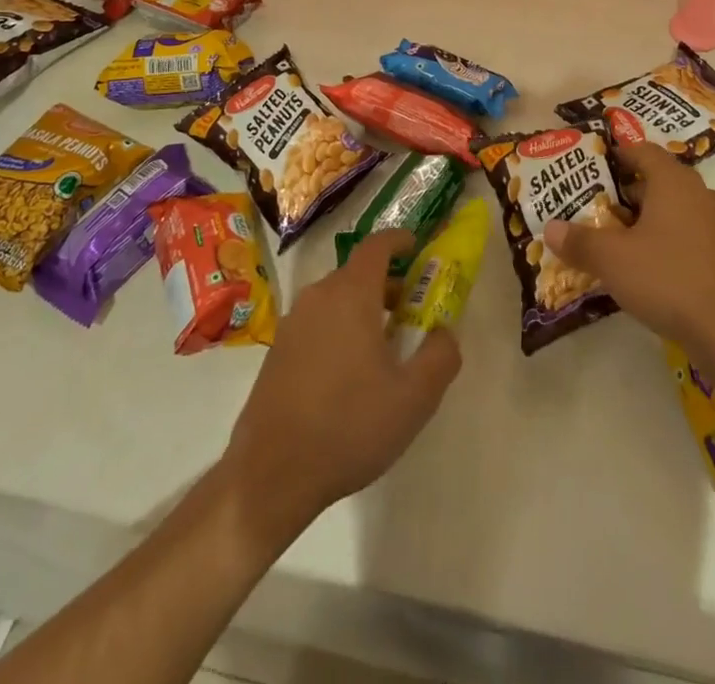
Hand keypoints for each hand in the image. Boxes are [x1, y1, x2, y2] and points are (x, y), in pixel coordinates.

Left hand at [223, 230, 461, 547]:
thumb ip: (440, 356)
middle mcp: (318, 296)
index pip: (377, 245)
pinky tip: (349, 374)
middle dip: (387, 282)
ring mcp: (292, 323)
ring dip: (363, 307)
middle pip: (357, 272)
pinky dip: (339, 328)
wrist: (270, 475)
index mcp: (351, 294)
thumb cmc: (349, 426)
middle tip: (411, 310)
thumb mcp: (414, 398)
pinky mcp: (277, 351)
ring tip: (384, 346)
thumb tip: (445, 331)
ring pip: (336, 298)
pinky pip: (317, 322)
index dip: (400, 240)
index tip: (418, 248)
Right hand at [544, 141, 714, 356]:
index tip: (593, 166)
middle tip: (596, 207)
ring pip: (674, 208)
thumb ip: (579, 240)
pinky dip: (667, 239)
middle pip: (658, 180)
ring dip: (647, 218)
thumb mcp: (611, 259)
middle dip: (626, 192)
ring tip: (617, 238)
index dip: (617, 154)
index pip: (642, 150)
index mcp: (674, 181)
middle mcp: (700, 194)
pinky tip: (648, 266)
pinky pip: (689, 233)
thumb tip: (550, 228)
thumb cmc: (667, 279)